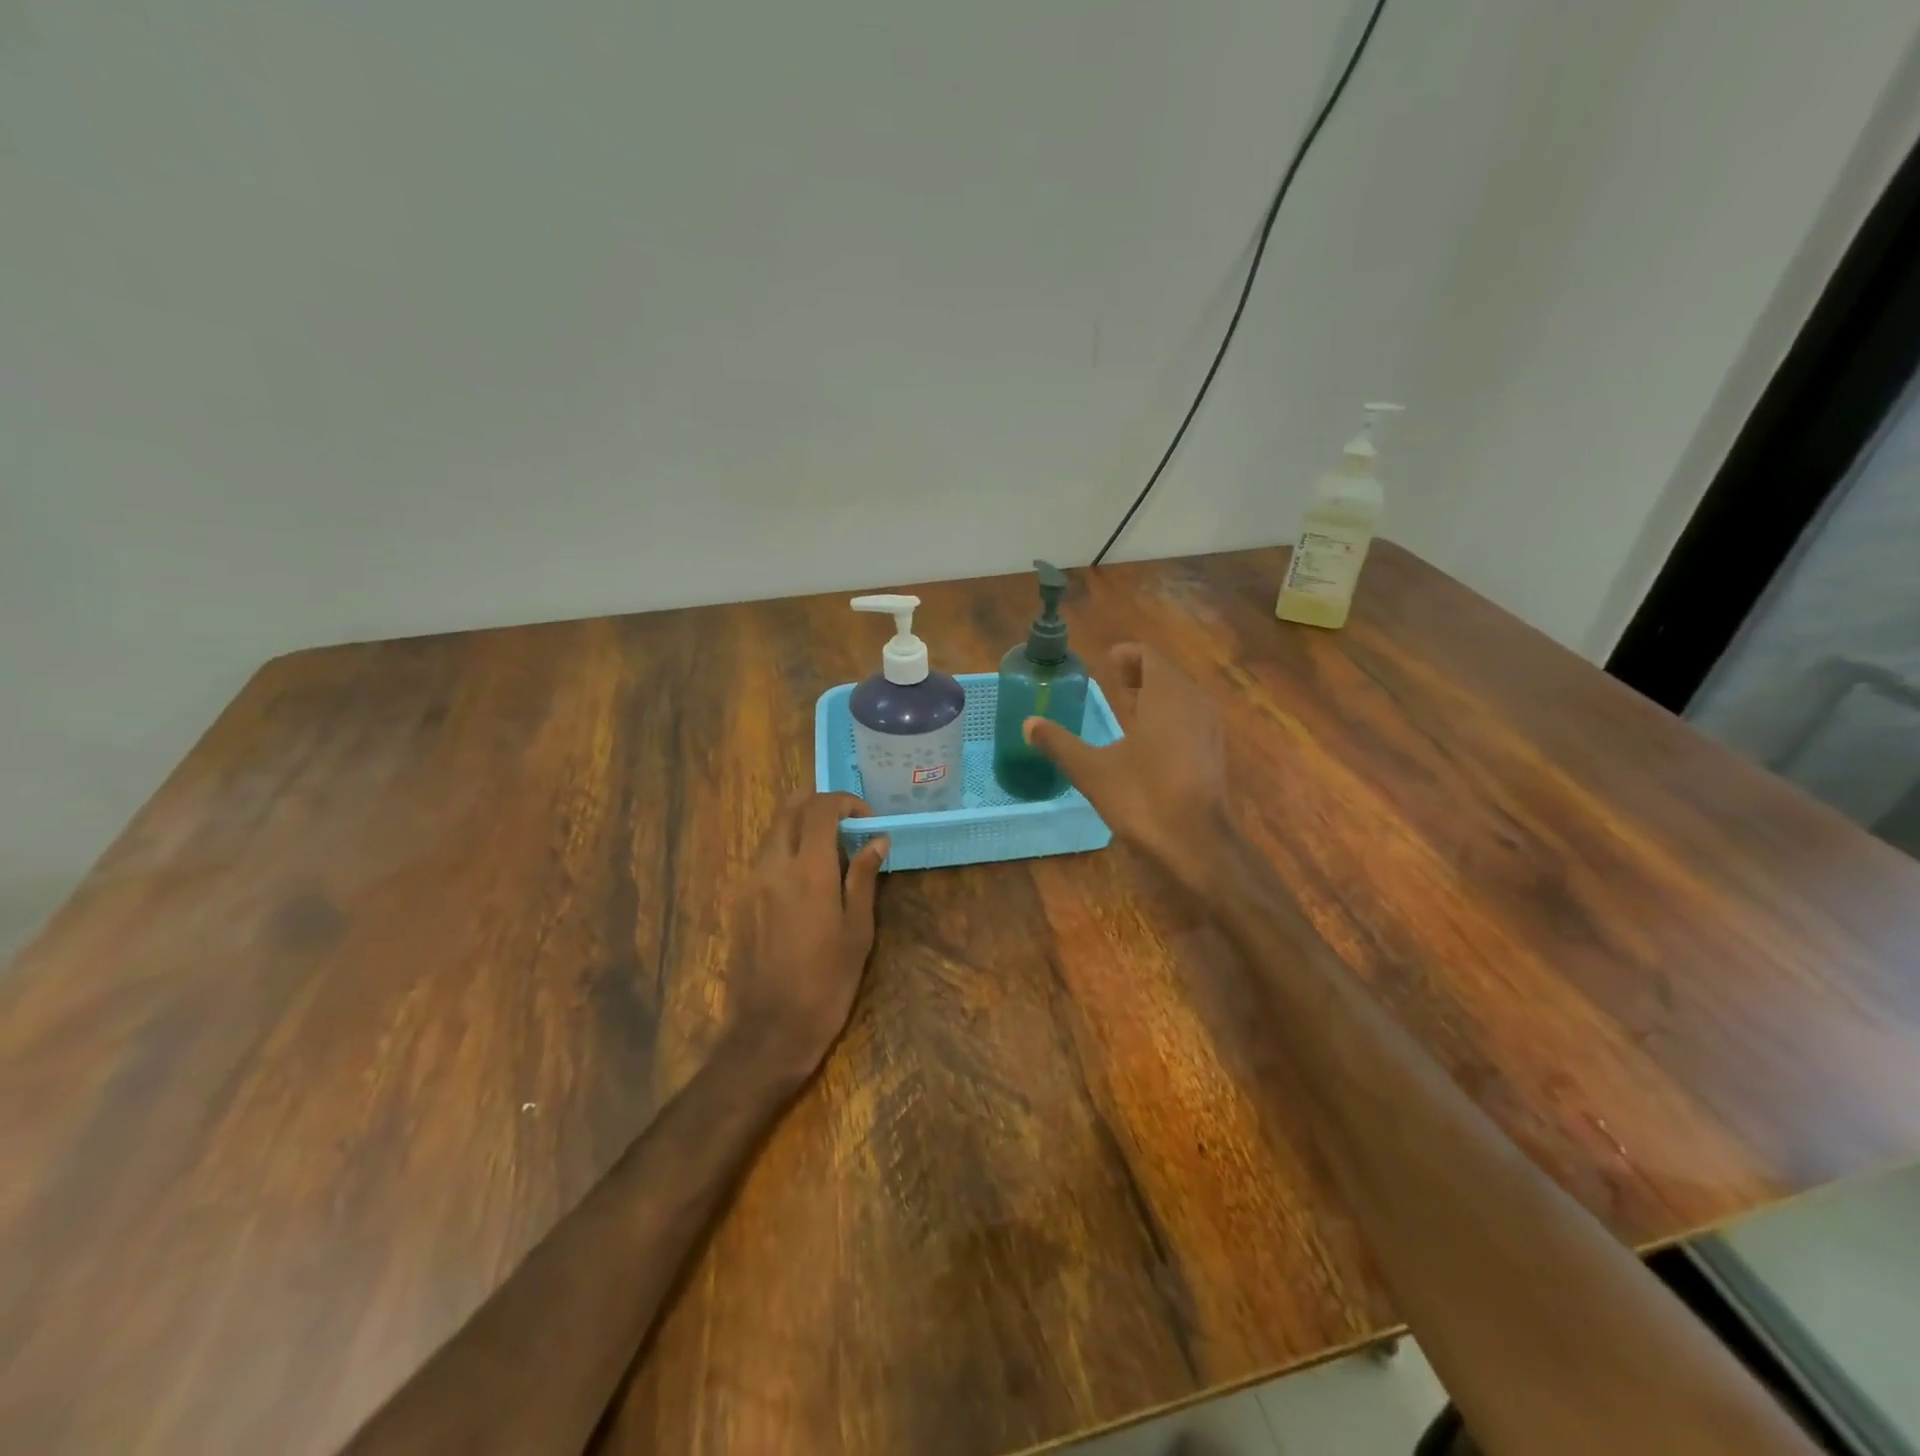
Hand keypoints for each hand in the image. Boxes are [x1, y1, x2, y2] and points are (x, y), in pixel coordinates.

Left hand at [724, 791, 888, 1087]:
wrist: (771, 1028)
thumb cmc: (827, 981)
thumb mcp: (857, 930)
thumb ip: (864, 877)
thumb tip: (876, 840)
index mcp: (808, 869)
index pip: (821, 808)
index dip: (846, 803)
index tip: (867, 822)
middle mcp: (773, 865)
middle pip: (790, 808)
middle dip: (820, 805)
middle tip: (848, 826)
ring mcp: (751, 881)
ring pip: (774, 830)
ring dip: (802, 825)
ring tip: (831, 851)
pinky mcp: (740, 899)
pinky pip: (764, 856)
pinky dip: (786, 848)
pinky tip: (807, 878)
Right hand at [1022, 644, 1231, 894]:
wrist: (1197, 843)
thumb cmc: (1143, 797)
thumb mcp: (1091, 770)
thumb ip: (1059, 744)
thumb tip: (1028, 723)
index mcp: (1166, 694)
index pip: (1150, 656)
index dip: (1128, 655)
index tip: (1107, 661)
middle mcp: (1193, 702)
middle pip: (1168, 673)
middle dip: (1141, 672)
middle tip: (1115, 679)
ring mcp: (1209, 727)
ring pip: (1182, 696)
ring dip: (1157, 694)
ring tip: (1130, 704)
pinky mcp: (1215, 752)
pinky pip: (1191, 717)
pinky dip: (1171, 714)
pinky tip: (1150, 739)